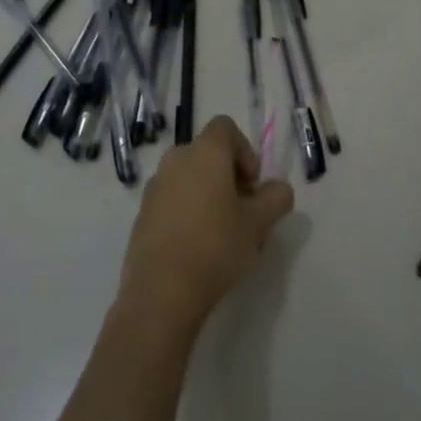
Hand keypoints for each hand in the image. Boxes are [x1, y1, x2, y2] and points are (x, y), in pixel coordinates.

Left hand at [117, 115, 294, 335]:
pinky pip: (171, 198)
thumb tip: (278, 189)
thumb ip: (276, 198)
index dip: (245, 150)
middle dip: (228, 174)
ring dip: (206, 192)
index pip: (226, 128)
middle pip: (207, 152)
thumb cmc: (216, 246)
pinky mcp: (141, 213)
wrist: (161, 292)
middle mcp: (176, 159)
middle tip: (242, 209)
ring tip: (220, 230)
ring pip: (188, 176)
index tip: (252, 184)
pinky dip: (186, 209)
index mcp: (205, 152)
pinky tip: (195, 245)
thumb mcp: (259, 223)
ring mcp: (154, 186)